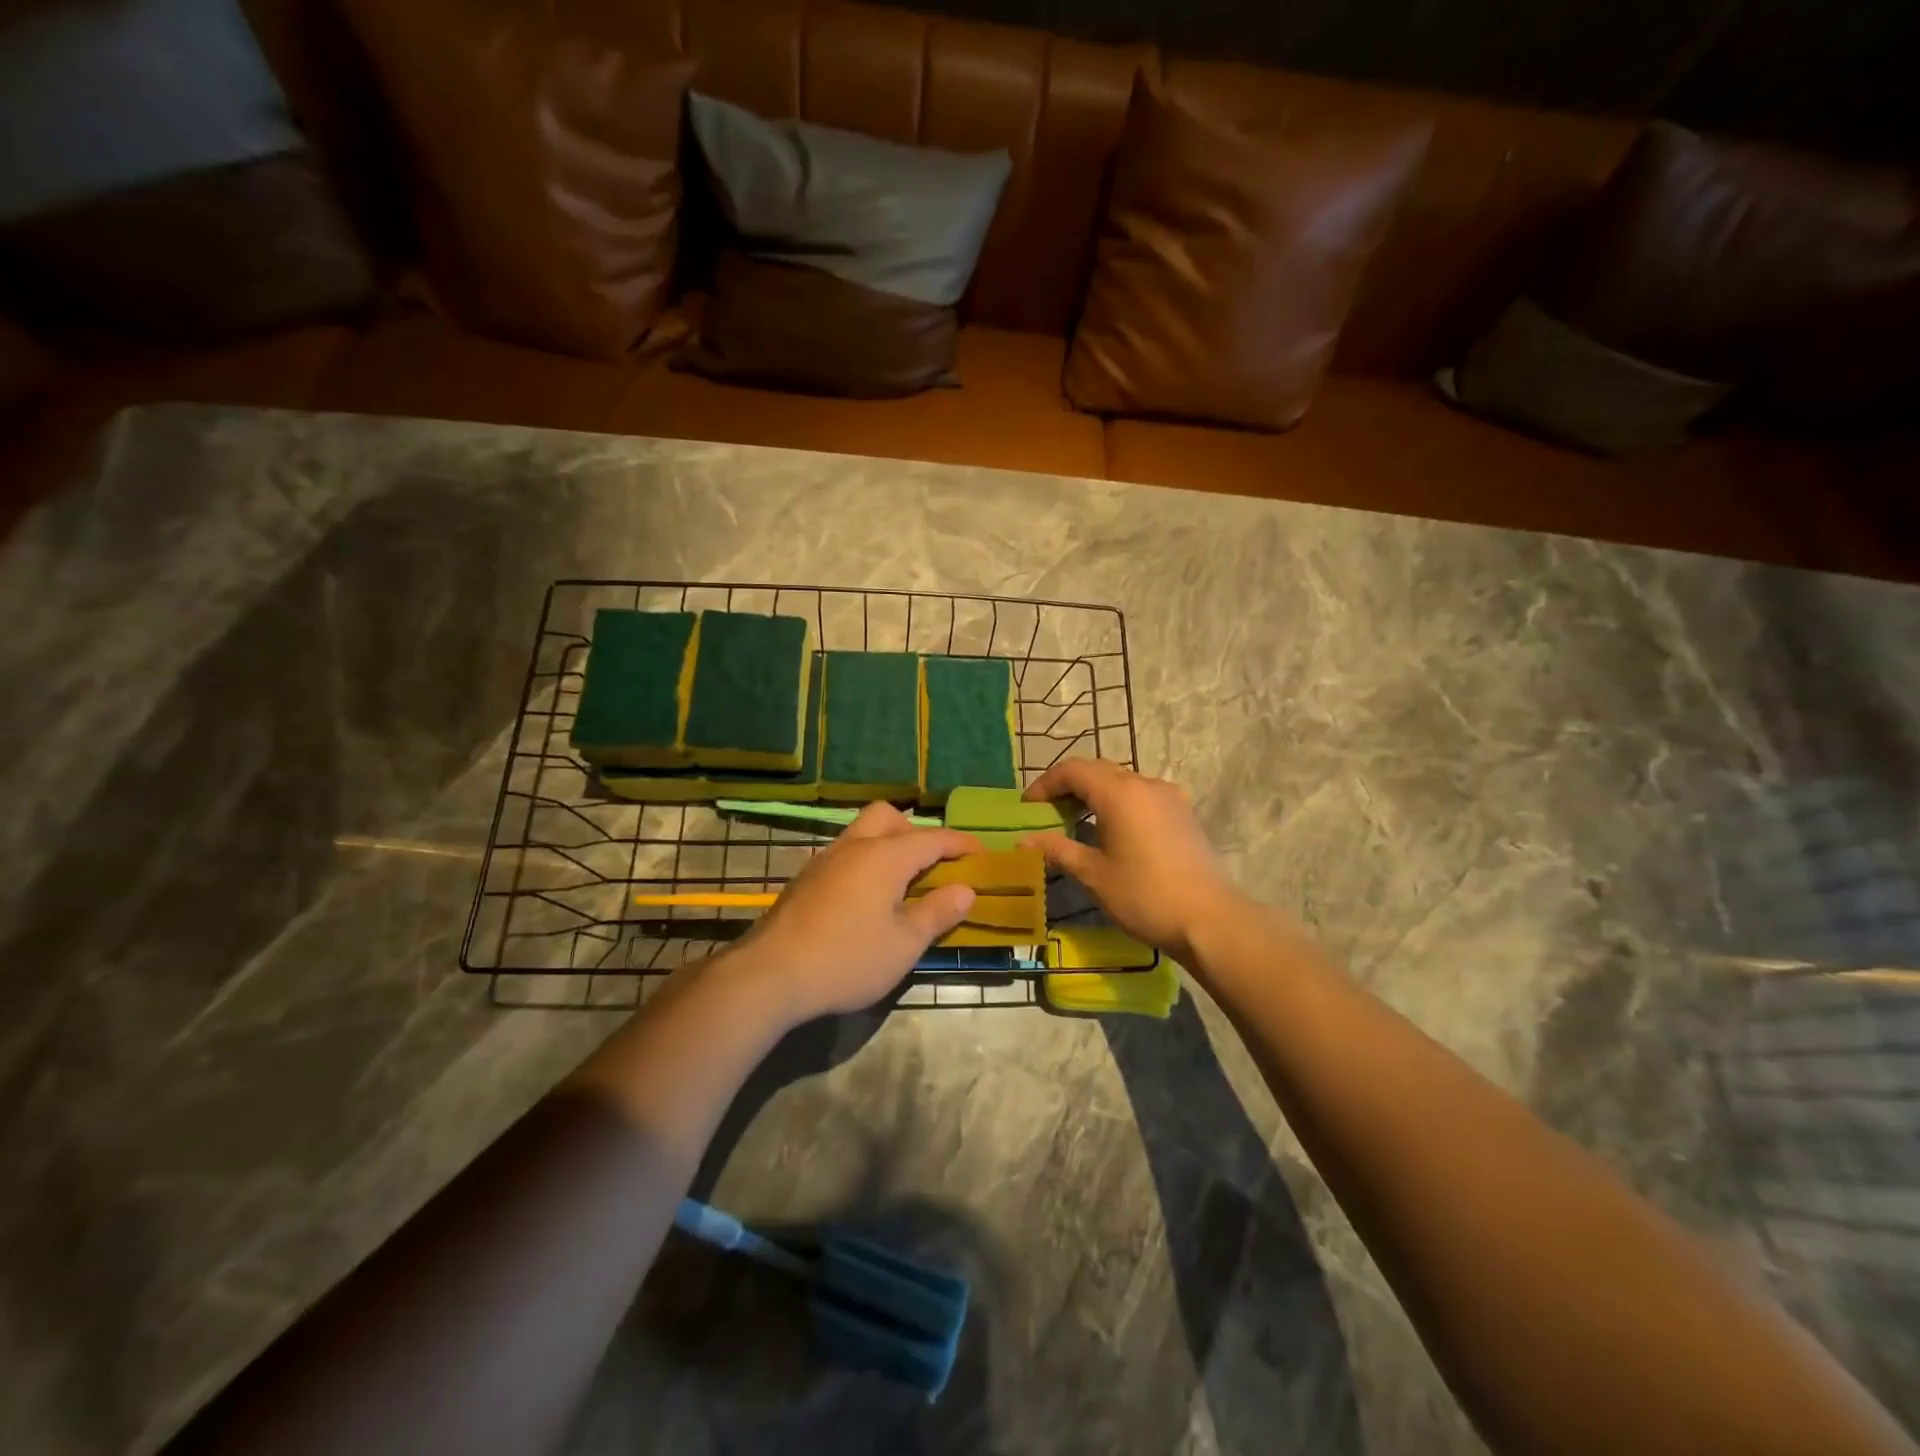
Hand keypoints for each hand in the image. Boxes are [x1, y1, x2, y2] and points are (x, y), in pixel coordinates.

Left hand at [726, 802, 980, 1021]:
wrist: (770, 975)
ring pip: (862, 833)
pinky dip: (865, 862)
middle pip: (889, 818)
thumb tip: (965, 890)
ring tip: (903, 881)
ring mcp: (824, 860)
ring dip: (887, 845)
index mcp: (884, 856)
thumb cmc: (847, 959)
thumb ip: (937, 912)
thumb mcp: (904, 944)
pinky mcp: (805, 880)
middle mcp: (854, 846)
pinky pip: (845, 854)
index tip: (982, 853)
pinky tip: (867, 898)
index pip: (933, 838)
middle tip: (933, 864)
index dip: (961, 844)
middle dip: (916, 832)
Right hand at [1023, 759, 1240, 962]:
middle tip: (1048, 814)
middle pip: (1098, 770)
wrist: (1210, 920)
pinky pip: (1142, 796)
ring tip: (1077, 823)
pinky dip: (1119, 804)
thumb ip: (1058, 850)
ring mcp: (1169, 797)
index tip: (1028, 807)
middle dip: (1069, 787)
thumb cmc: (1145, 895)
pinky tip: (1113, 832)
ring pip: (1122, 782)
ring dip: (1095, 795)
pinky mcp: (1184, 813)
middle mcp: (1146, 784)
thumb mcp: (1094, 875)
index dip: (1045, 784)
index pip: (1073, 770)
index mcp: (1120, 793)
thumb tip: (1024, 841)